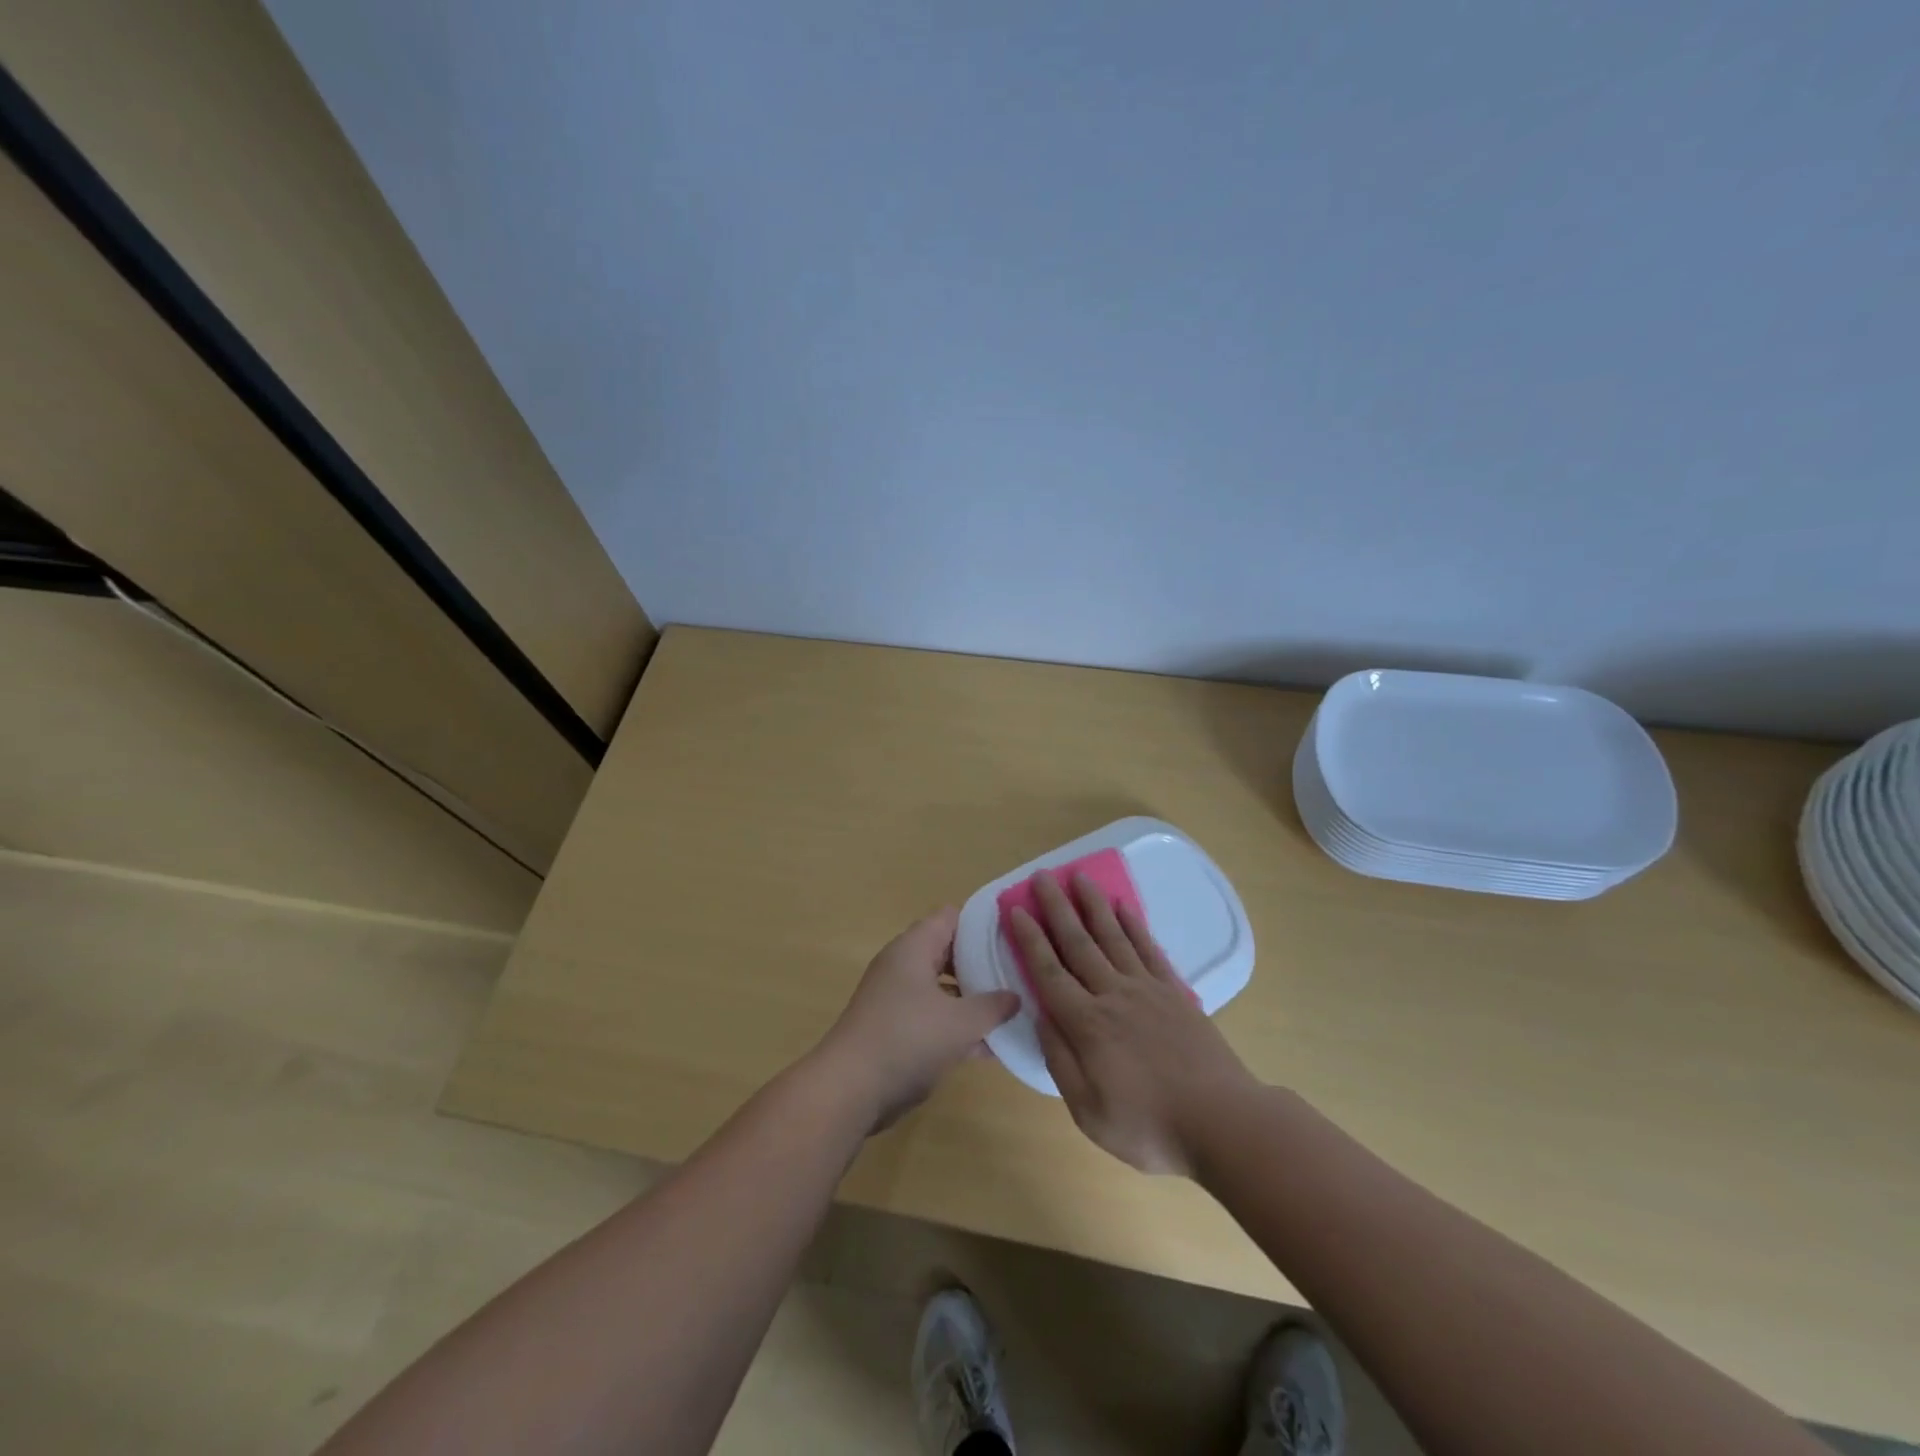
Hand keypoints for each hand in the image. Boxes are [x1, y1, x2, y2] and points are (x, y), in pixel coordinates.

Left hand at [814, 908, 1020, 1130]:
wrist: (850, 1089)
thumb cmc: (907, 1039)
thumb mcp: (960, 1022)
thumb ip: (992, 1006)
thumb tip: (1015, 996)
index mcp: (914, 948)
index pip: (951, 918)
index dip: (982, 924)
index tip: (1013, 936)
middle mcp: (904, 966)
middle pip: (949, 953)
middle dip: (983, 964)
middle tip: (1019, 974)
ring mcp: (898, 999)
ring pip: (944, 989)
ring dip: (973, 1000)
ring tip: (1014, 1010)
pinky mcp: (896, 1030)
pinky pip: (935, 1019)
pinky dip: (958, 1028)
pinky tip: (991, 1048)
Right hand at [1008, 871, 1256, 1174]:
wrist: (1223, 1122)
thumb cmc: (1150, 1127)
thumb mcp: (1089, 1112)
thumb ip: (1060, 1061)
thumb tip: (1040, 1017)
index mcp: (1087, 1024)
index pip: (1049, 972)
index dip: (1030, 940)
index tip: (1016, 909)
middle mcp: (1113, 995)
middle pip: (1078, 943)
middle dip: (1057, 908)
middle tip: (1042, 876)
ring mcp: (1147, 989)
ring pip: (1113, 936)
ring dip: (1093, 905)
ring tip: (1079, 876)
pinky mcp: (1175, 992)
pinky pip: (1149, 949)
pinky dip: (1134, 924)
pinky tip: (1123, 907)